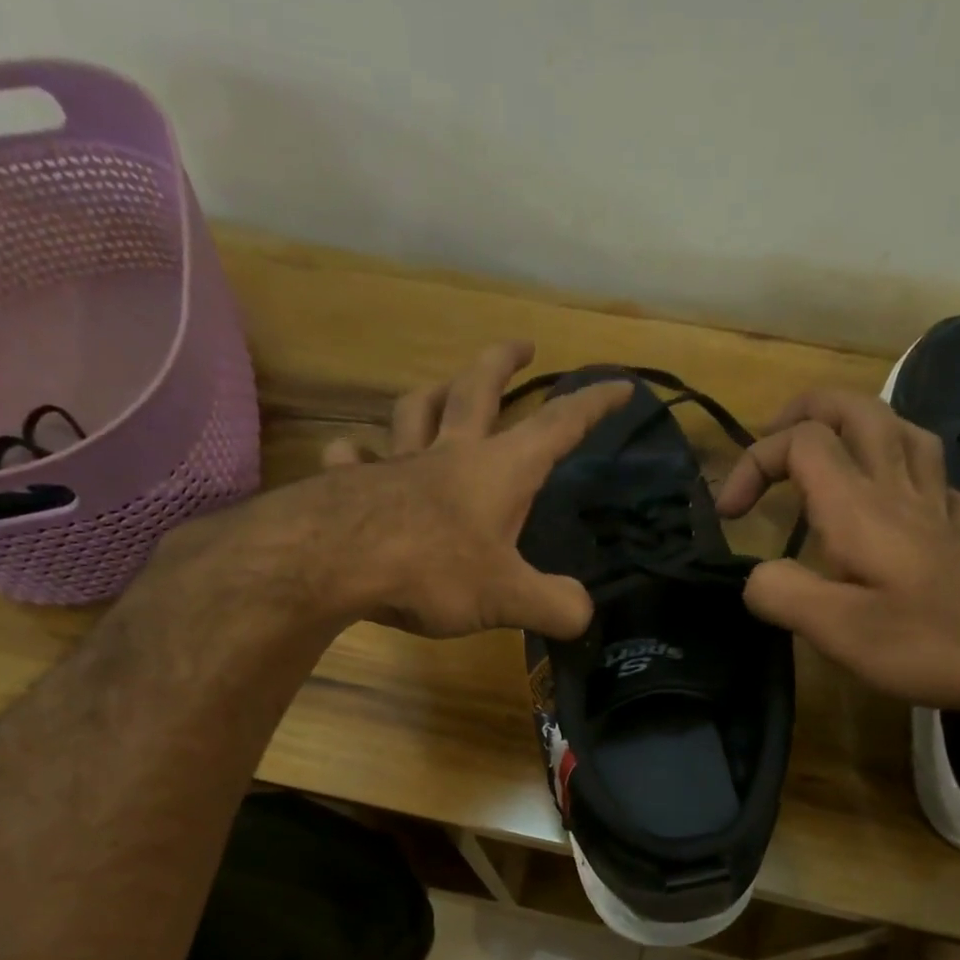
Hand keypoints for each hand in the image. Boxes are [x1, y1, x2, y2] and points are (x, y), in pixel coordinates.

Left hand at [313, 340, 629, 637]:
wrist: (338, 561)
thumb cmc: (435, 570)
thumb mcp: (508, 597)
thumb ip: (553, 605)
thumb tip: (582, 613)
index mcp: (500, 470)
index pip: (558, 425)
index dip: (593, 404)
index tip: (620, 384)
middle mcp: (450, 453)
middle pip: (478, 389)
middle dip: (503, 363)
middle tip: (520, 345)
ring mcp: (398, 464)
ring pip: (414, 411)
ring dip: (431, 393)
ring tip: (439, 387)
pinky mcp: (353, 484)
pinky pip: (354, 459)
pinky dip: (356, 455)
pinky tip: (352, 456)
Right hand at [716, 390, 959, 710]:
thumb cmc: (933, 642)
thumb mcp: (839, 631)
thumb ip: (782, 595)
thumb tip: (755, 578)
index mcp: (860, 507)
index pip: (800, 443)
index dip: (753, 463)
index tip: (728, 515)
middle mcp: (899, 491)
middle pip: (857, 411)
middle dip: (806, 411)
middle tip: (774, 440)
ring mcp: (940, 507)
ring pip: (903, 431)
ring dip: (859, 427)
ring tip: (832, 452)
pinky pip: (938, 481)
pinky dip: (909, 476)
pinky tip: (904, 502)